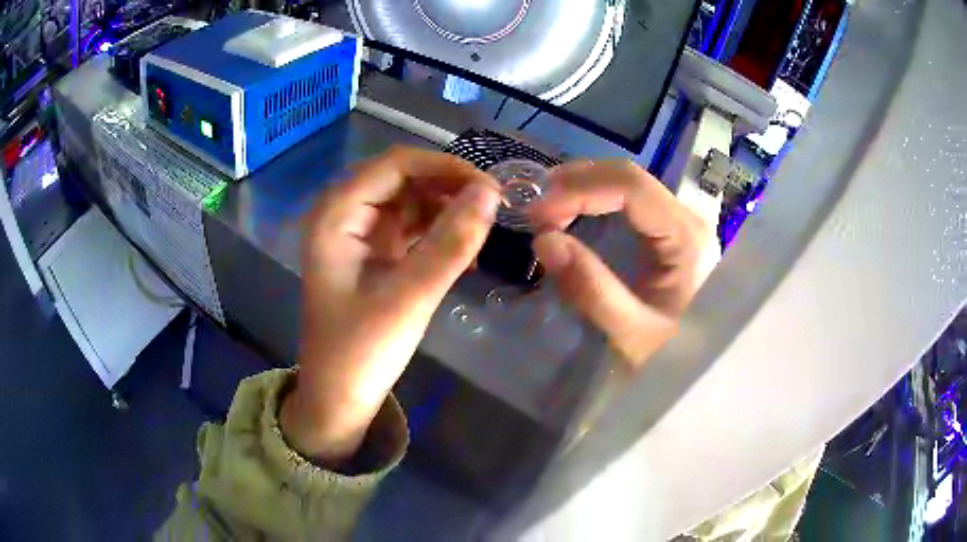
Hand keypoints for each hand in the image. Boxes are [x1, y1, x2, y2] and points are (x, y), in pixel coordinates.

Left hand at [281, 147, 500, 464]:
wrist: (338, 399)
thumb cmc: (360, 353)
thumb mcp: (409, 298)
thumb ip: (450, 244)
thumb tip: (490, 194)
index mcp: (335, 215)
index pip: (395, 165)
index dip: (444, 167)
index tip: (490, 187)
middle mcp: (343, 213)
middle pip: (402, 177)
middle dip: (449, 186)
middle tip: (495, 207)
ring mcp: (358, 233)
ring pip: (410, 199)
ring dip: (447, 208)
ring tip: (485, 228)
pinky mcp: (374, 253)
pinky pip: (411, 226)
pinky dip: (438, 232)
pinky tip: (464, 249)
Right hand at [529, 160, 719, 367]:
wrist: (700, 369)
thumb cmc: (673, 357)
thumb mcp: (633, 334)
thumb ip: (592, 289)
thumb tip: (544, 240)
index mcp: (687, 236)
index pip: (631, 186)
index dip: (579, 190)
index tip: (536, 214)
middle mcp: (686, 218)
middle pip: (627, 177)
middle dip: (576, 185)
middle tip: (534, 212)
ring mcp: (678, 223)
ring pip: (626, 185)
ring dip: (581, 190)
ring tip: (546, 212)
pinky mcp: (667, 234)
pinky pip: (627, 204)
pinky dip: (592, 203)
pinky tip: (570, 216)